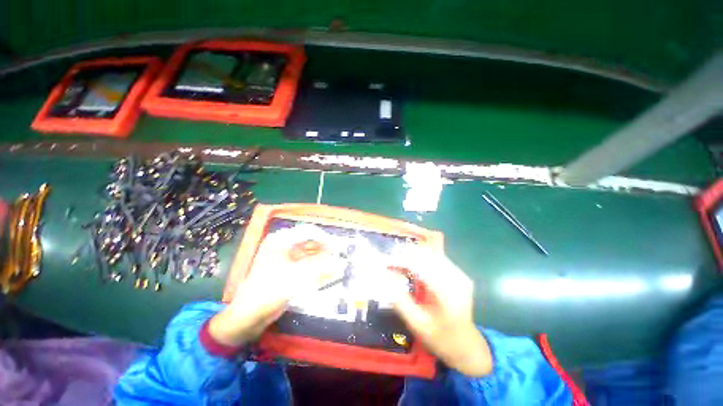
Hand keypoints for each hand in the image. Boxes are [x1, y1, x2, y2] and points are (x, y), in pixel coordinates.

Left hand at [209, 228, 338, 346]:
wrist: (248, 316)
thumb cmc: (269, 291)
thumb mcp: (297, 276)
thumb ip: (321, 267)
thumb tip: (340, 261)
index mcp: (281, 240)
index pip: (308, 231)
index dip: (325, 238)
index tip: (338, 248)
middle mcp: (283, 245)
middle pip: (310, 241)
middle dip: (325, 248)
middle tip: (338, 257)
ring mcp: (285, 257)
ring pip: (309, 252)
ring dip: (322, 257)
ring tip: (335, 264)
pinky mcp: (287, 269)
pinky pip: (306, 262)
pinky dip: (316, 266)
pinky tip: (326, 271)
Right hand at [386, 248, 492, 376]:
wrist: (466, 346)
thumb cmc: (439, 338)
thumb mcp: (416, 323)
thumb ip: (400, 300)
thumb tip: (387, 277)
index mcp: (447, 294)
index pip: (421, 266)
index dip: (403, 260)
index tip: (387, 261)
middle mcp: (456, 279)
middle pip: (428, 255)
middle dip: (407, 254)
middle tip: (391, 259)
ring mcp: (460, 275)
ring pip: (433, 254)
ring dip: (415, 254)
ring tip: (399, 259)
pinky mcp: (460, 274)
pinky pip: (438, 259)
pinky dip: (424, 258)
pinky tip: (414, 263)